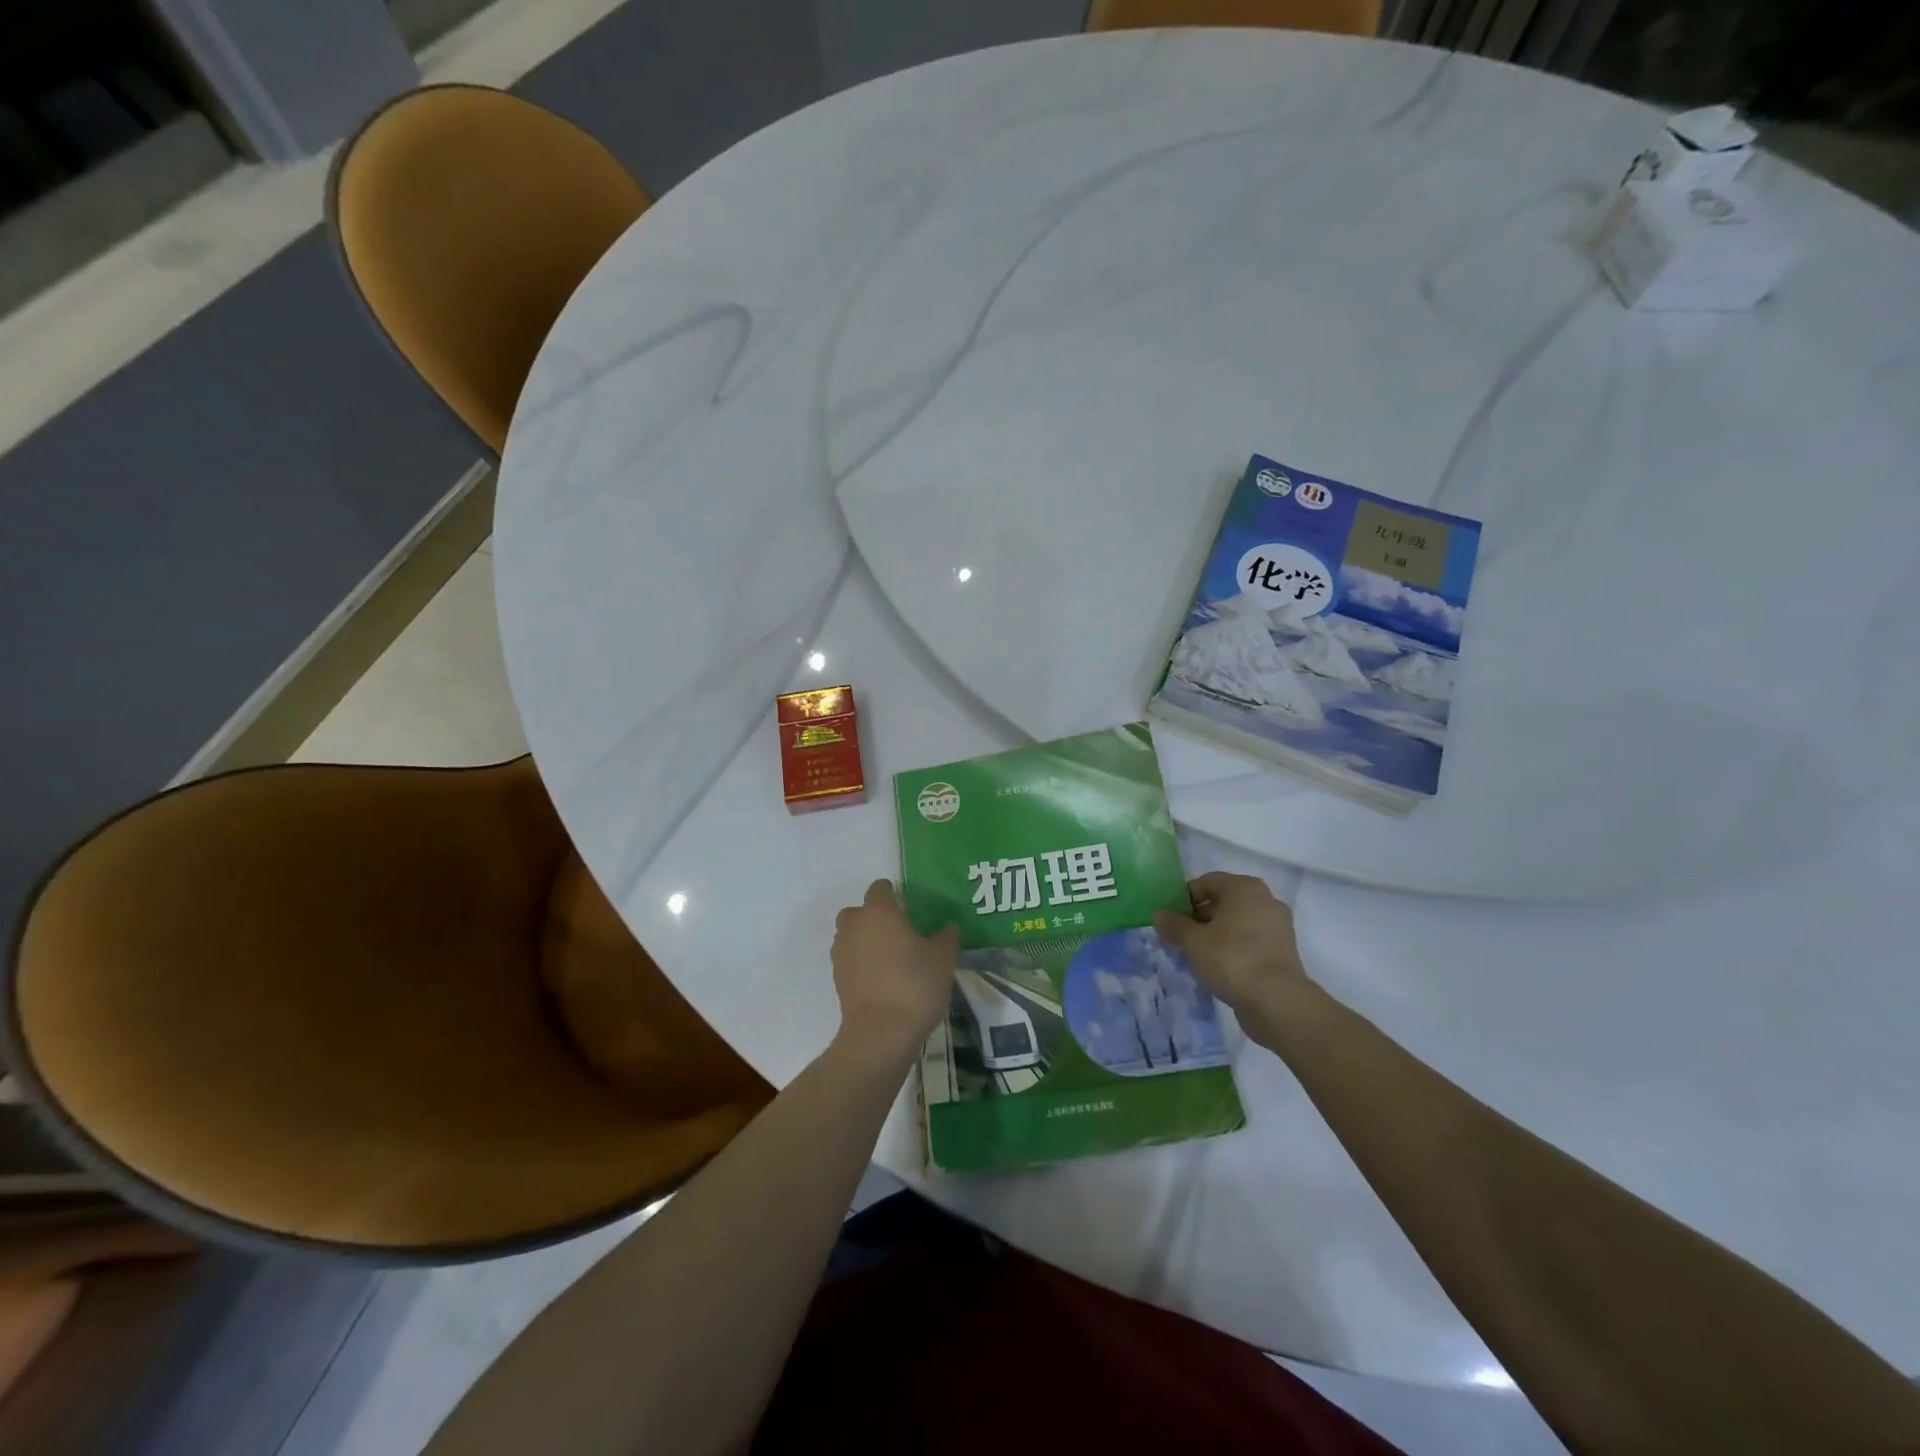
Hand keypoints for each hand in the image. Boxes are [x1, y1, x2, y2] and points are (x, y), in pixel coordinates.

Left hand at [830, 879, 958, 1066]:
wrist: (880, 1034)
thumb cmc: (914, 985)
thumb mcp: (943, 959)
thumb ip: (946, 937)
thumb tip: (948, 927)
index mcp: (879, 912)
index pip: (880, 888)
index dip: (894, 894)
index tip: (911, 907)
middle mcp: (854, 926)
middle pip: (859, 911)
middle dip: (875, 917)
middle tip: (901, 933)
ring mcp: (841, 954)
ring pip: (851, 936)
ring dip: (866, 941)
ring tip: (892, 959)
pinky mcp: (838, 980)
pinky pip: (850, 961)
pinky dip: (862, 964)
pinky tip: (884, 980)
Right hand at [1153, 872, 1314, 1048]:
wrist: (1276, 1001)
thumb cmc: (1231, 958)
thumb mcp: (1193, 941)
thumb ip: (1174, 925)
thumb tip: (1158, 914)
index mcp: (1244, 887)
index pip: (1206, 882)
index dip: (1185, 898)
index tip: (1170, 919)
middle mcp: (1265, 899)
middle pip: (1223, 901)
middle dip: (1199, 917)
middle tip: (1180, 937)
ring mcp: (1277, 926)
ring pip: (1237, 922)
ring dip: (1215, 933)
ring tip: (1196, 954)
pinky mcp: (1282, 950)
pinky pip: (1250, 940)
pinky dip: (1233, 947)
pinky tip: (1217, 966)